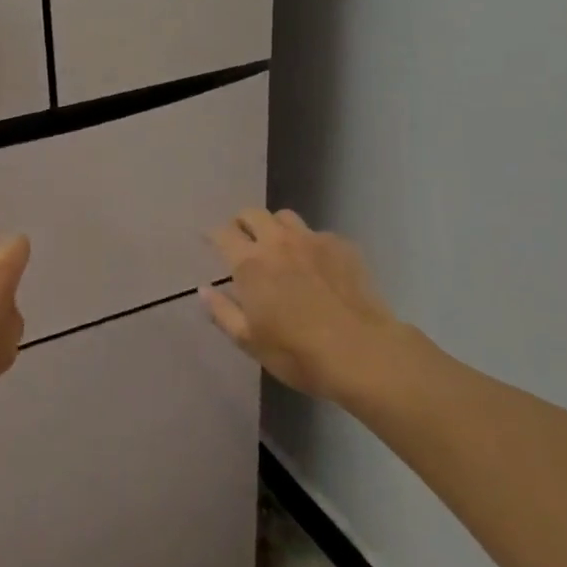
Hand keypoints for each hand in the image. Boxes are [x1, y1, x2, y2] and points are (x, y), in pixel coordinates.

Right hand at [202, 209, 404, 402]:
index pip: (222, 233)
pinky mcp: (342, 246)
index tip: (209, 241)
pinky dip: (309, 243)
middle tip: (242, 240)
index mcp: (250, 263)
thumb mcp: (249, 341)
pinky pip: (317, 234)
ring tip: (279, 247)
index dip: (212, 235)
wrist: (362, 353)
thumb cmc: (297, 352)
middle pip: (252, 214)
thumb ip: (222, 312)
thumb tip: (204, 289)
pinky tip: (316, 265)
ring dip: (275, 227)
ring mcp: (312, 240)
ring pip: (285, 217)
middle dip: (242, 223)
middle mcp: (278, 242)